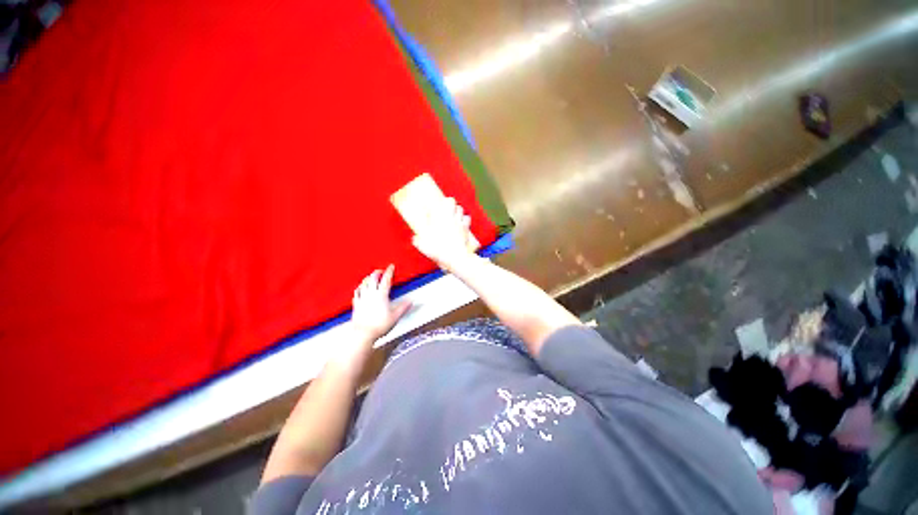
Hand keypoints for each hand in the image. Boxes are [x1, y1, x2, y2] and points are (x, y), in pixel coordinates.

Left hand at [351, 264, 411, 341]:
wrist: (363, 334)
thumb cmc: (379, 325)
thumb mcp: (395, 317)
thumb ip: (403, 307)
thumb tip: (410, 301)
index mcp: (381, 295)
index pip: (386, 280)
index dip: (389, 272)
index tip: (391, 266)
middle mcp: (371, 294)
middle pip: (373, 278)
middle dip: (377, 273)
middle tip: (380, 271)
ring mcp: (362, 298)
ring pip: (364, 283)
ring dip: (368, 278)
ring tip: (371, 277)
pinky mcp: (356, 304)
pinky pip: (357, 292)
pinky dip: (360, 287)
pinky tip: (360, 288)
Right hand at [412, 197, 475, 272]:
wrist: (454, 257)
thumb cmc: (437, 249)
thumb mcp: (422, 245)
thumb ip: (417, 240)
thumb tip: (415, 238)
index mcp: (438, 218)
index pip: (437, 203)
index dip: (436, 203)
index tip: (432, 207)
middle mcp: (449, 216)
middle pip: (451, 201)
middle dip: (448, 202)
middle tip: (444, 208)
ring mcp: (459, 221)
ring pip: (460, 208)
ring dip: (456, 209)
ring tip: (452, 214)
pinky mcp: (466, 228)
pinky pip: (467, 218)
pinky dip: (465, 219)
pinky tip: (461, 222)